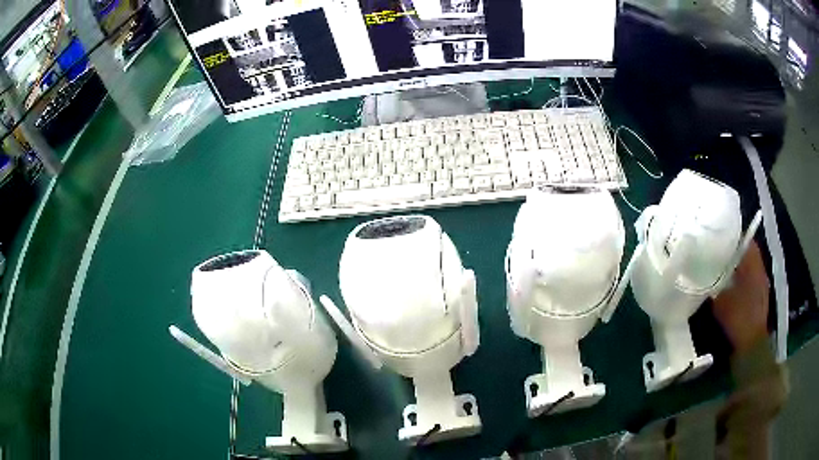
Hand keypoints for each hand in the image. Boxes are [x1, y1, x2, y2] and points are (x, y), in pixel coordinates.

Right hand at [712, 242, 769, 353]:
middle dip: (735, 251)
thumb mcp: (721, 300)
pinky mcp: (760, 296)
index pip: (745, 240)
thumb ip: (714, 282)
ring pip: (750, 266)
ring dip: (739, 266)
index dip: (733, 236)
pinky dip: (742, 279)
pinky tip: (732, 288)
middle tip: (719, 254)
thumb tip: (704, 270)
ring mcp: (762, 283)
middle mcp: (760, 269)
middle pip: (748, 253)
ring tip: (724, 270)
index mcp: (753, 264)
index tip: (720, 237)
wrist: (751, 344)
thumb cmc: (738, 318)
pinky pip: (751, 279)